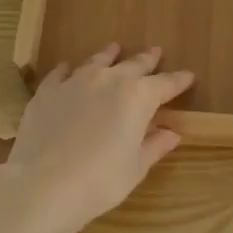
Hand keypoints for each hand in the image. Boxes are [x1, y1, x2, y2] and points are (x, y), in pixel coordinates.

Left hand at [0, 44, 194, 232]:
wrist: (43, 184)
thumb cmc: (100, 181)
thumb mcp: (135, 167)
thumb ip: (154, 145)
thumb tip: (172, 133)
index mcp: (138, 97)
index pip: (165, 84)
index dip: (179, 80)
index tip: (189, 76)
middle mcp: (109, 80)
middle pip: (133, 64)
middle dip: (147, 60)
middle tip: (156, 52)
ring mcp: (75, 81)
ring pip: (97, 61)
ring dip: (109, 55)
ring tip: (115, 48)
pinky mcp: (48, 91)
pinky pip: (61, 72)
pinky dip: (69, 69)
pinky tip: (68, 67)